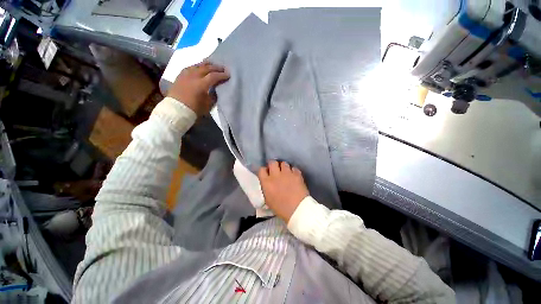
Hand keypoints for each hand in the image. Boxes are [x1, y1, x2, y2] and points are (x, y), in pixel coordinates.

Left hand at [167, 61, 229, 115]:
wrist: (176, 109)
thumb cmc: (194, 109)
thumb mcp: (207, 104)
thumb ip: (213, 95)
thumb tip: (215, 89)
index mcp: (201, 84)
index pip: (214, 76)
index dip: (222, 75)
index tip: (228, 74)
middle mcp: (193, 76)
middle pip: (206, 68)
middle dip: (216, 67)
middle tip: (223, 68)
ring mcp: (186, 74)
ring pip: (197, 65)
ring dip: (206, 64)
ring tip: (212, 64)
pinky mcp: (180, 75)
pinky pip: (190, 67)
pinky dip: (197, 66)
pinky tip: (199, 67)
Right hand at [258, 161, 309, 222]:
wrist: (298, 210)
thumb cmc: (281, 209)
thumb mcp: (268, 200)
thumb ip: (266, 188)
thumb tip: (267, 183)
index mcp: (267, 183)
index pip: (261, 170)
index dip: (264, 170)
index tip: (266, 173)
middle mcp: (276, 175)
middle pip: (272, 162)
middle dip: (274, 165)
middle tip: (276, 170)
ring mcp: (287, 173)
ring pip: (284, 163)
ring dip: (284, 167)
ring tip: (286, 173)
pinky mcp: (297, 174)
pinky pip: (294, 168)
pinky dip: (293, 171)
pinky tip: (294, 176)